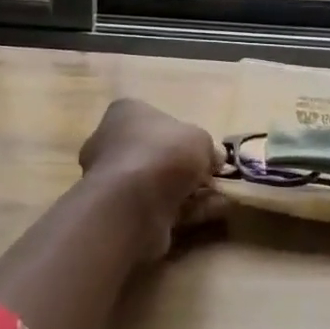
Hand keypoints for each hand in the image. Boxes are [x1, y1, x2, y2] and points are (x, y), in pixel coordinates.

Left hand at [78, 98, 223, 232]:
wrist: (132, 205)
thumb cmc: (163, 154)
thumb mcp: (200, 139)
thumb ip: (208, 147)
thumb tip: (213, 159)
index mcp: (125, 113)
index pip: (155, 118)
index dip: (183, 134)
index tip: (204, 150)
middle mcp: (111, 143)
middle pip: (157, 153)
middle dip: (186, 167)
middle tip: (211, 178)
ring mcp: (113, 180)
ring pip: (158, 183)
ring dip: (189, 192)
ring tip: (218, 199)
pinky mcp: (119, 212)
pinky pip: (157, 207)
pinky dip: (183, 211)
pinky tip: (207, 215)